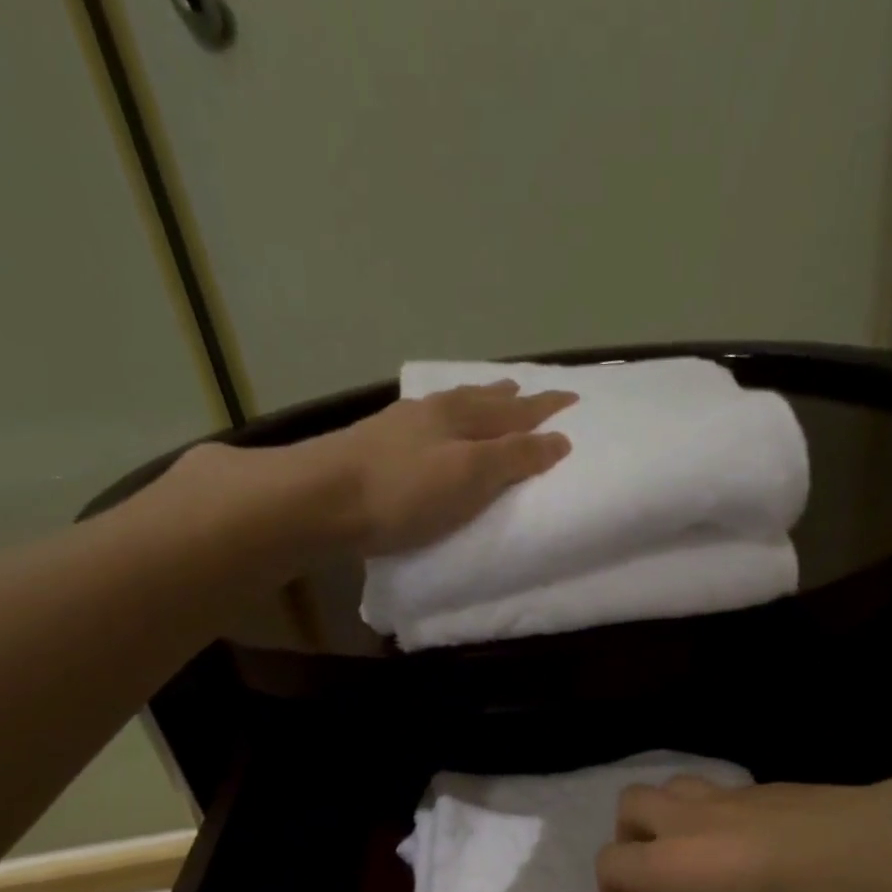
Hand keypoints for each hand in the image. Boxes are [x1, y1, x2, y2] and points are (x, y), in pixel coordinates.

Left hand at [317, 380, 575, 554]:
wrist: (318, 500)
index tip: (573, 399)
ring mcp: (401, 425)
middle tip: (530, 391)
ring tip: (492, 399)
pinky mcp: (375, 443)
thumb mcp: (469, 476)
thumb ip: (514, 457)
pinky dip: (446, 419)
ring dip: (478, 403)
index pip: (516, 410)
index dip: (545, 408)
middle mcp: (434, 412)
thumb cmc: (404, 493)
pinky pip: (427, 421)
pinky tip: (434, 425)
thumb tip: (559, 439)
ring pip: (452, 406)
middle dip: (511, 398)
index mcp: (462, 417)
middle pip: (482, 400)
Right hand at [596, 761, 891, 891]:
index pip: (610, 863)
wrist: (864, 857)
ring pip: (672, 786)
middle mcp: (685, 821)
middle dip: (629, 837)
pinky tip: (749, 843)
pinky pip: (719, 790)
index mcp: (668, 865)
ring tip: (694, 849)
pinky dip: (714, 812)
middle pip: (630, 805)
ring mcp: (723, 795)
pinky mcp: (759, 784)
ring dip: (668, 815)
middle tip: (654, 872)